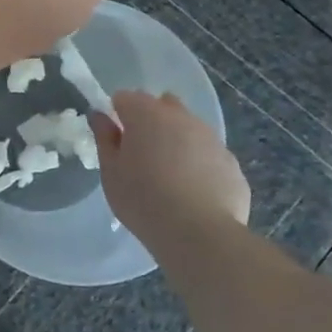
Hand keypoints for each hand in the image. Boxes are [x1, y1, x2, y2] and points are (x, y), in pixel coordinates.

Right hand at [94, 90, 251, 238]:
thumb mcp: (111, 171)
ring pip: (189, 128)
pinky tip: (193, 192)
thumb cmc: (142, 200)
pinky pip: (208, 155)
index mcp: (146, 114)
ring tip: (169, 176)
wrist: (199, 234)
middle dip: (151, 121)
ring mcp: (211, 138)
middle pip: (162, 105)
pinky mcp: (231, 162)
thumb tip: (100, 116)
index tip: (115, 140)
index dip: (117, 115)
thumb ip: (104, 138)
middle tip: (141, 155)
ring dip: (177, 141)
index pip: (125, 98)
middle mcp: (182, 117)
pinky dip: (199, 164)